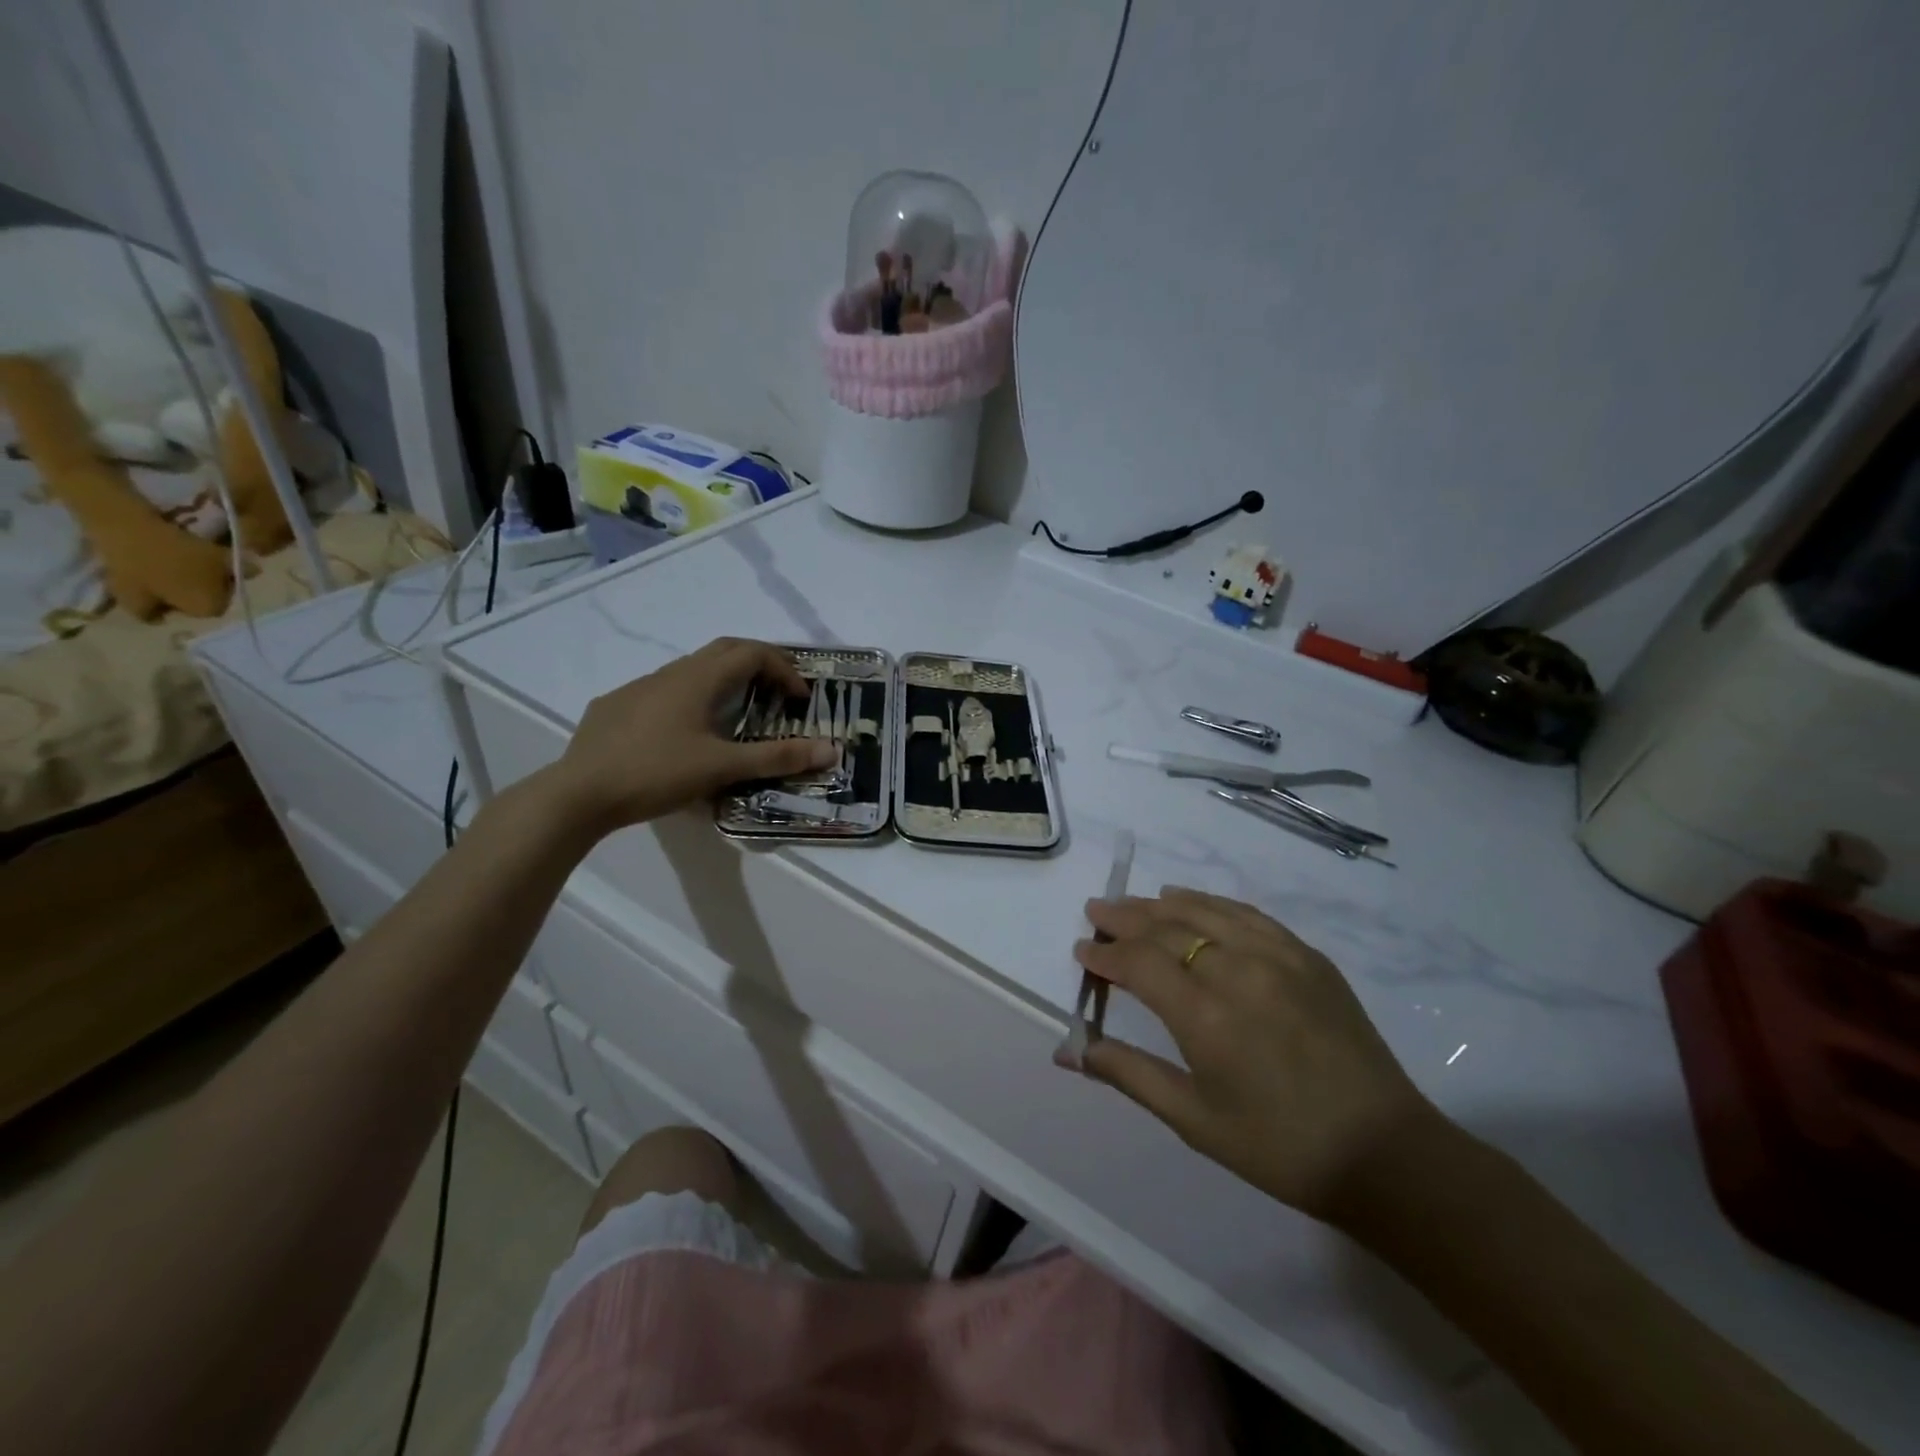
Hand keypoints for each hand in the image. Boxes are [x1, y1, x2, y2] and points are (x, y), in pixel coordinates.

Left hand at [544, 638, 838, 834]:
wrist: (578, 792)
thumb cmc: (656, 773)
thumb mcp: (722, 768)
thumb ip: (777, 757)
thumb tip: (830, 750)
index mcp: (698, 679)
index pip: (752, 653)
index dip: (784, 669)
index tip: (800, 699)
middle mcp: (670, 672)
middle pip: (724, 650)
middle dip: (758, 663)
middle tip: (778, 692)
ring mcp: (639, 687)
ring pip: (692, 669)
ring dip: (724, 680)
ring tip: (737, 713)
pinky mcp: (616, 706)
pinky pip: (664, 690)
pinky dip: (691, 698)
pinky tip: (684, 733)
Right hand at [1067, 887, 1445, 1226]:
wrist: (1384, 1155)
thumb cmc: (1279, 1148)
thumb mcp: (1194, 1120)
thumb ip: (1128, 1073)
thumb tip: (1068, 1051)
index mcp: (1206, 1017)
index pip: (1140, 963)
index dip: (1106, 954)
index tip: (1082, 951)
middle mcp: (1239, 972)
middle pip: (1167, 928)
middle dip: (1124, 918)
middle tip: (1095, 912)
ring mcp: (1279, 958)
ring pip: (1205, 912)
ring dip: (1161, 904)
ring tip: (1133, 903)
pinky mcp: (1308, 957)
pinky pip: (1247, 915)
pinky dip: (1211, 903)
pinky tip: (1192, 902)